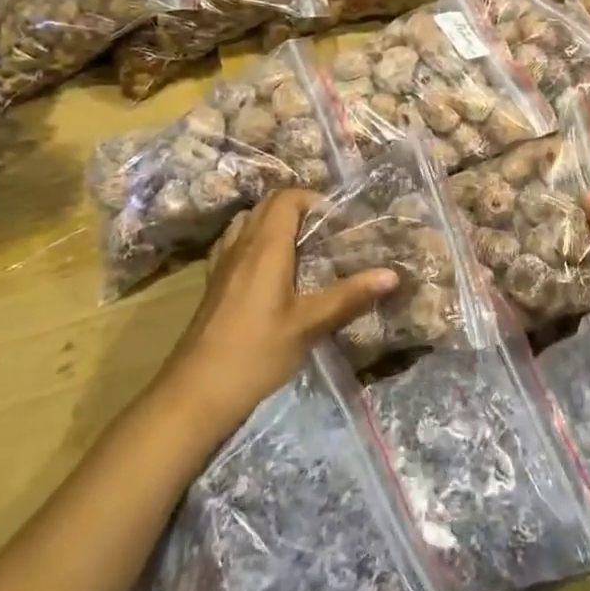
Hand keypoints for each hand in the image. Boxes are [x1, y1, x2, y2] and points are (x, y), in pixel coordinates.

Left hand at [161, 190, 397, 435]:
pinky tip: (269, 270)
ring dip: (275, 222)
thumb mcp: (309, 325)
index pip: (288, 198)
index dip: (315, 200)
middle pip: (268, 205)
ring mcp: (223, 263)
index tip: (338, 222)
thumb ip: (350, 296)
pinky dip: (254, 240)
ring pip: (249, 221)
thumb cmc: (257, 353)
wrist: (196, 392)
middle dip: (299, 208)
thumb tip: (393, 275)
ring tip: (301, 247)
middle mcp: (242, 244)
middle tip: (326, 233)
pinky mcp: (214, 282)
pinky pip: (235, 242)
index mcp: (266, 246)